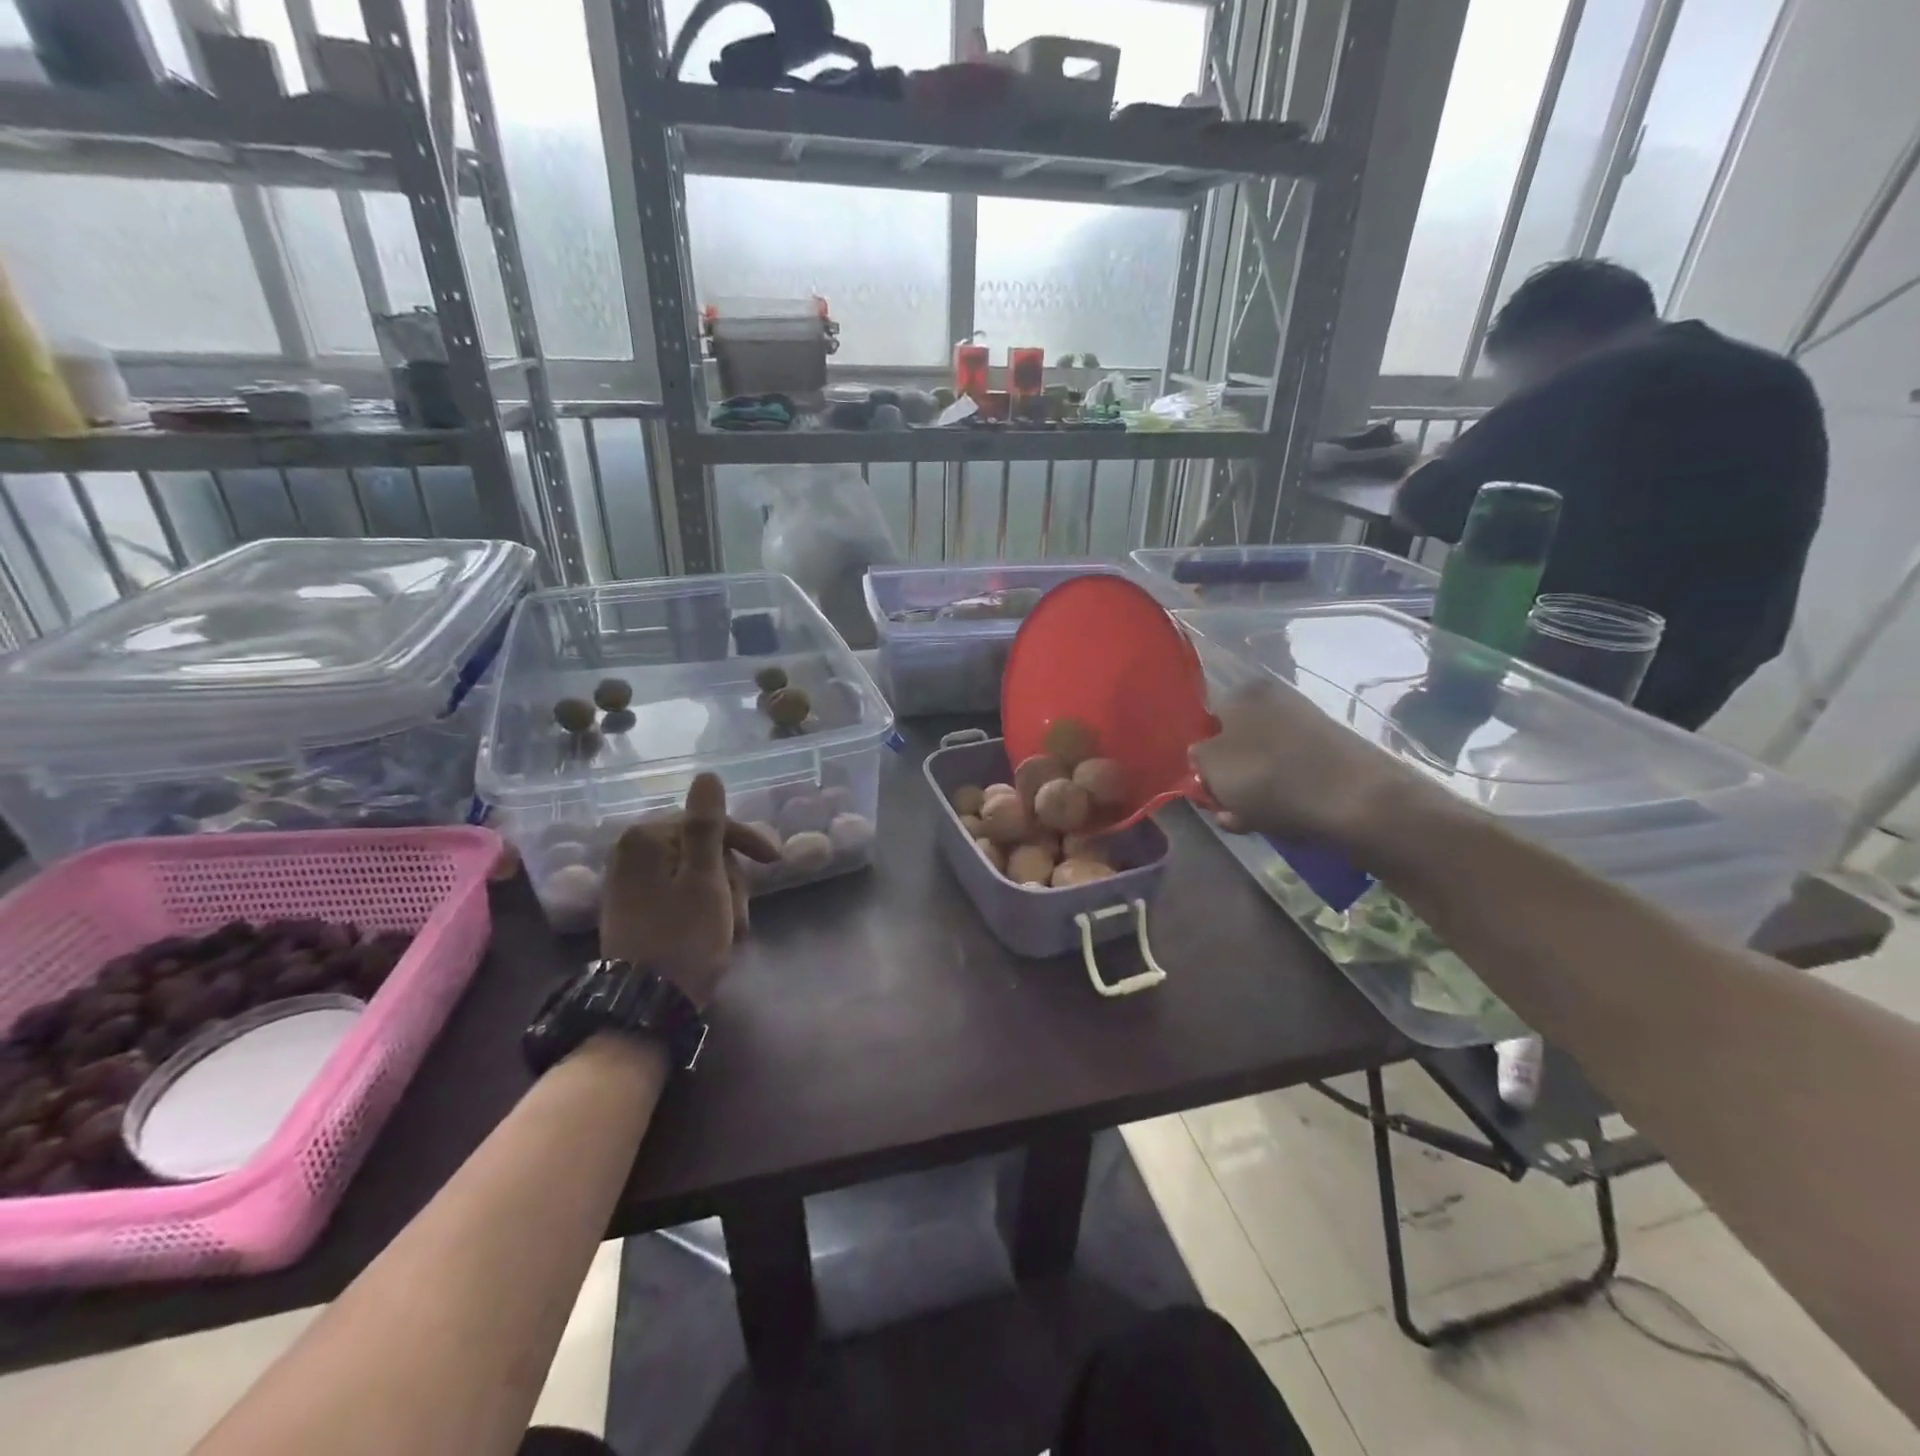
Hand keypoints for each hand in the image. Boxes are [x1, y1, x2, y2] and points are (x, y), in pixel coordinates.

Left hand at [598, 773, 779, 1008]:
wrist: (647, 1005)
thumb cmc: (684, 936)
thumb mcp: (705, 878)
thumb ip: (707, 826)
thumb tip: (707, 776)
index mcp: (646, 839)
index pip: (709, 824)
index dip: (746, 841)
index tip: (775, 862)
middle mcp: (631, 854)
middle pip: (704, 851)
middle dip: (731, 882)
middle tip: (740, 914)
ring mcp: (631, 885)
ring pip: (697, 877)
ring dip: (723, 901)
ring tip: (731, 933)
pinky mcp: (635, 912)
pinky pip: (681, 897)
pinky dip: (705, 913)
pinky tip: (716, 937)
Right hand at [1189, 678, 1435, 854]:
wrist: (1357, 802)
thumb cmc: (1271, 777)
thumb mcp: (1211, 766)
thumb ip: (1196, 757)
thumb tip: (1202, 755)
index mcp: (1245, 693)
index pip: (1208, 719)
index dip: (1200, 754)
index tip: (1199, 784)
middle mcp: (1277, 702)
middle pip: (1236, 744)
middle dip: (1226, 779)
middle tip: (1224, 809)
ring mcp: (1308, 728)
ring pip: (1262, 765)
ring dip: (1250, 795)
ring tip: (1249, 822)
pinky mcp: (1332, 756)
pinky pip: (1291, 777)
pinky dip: (1281, 799)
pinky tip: (1278, 822)